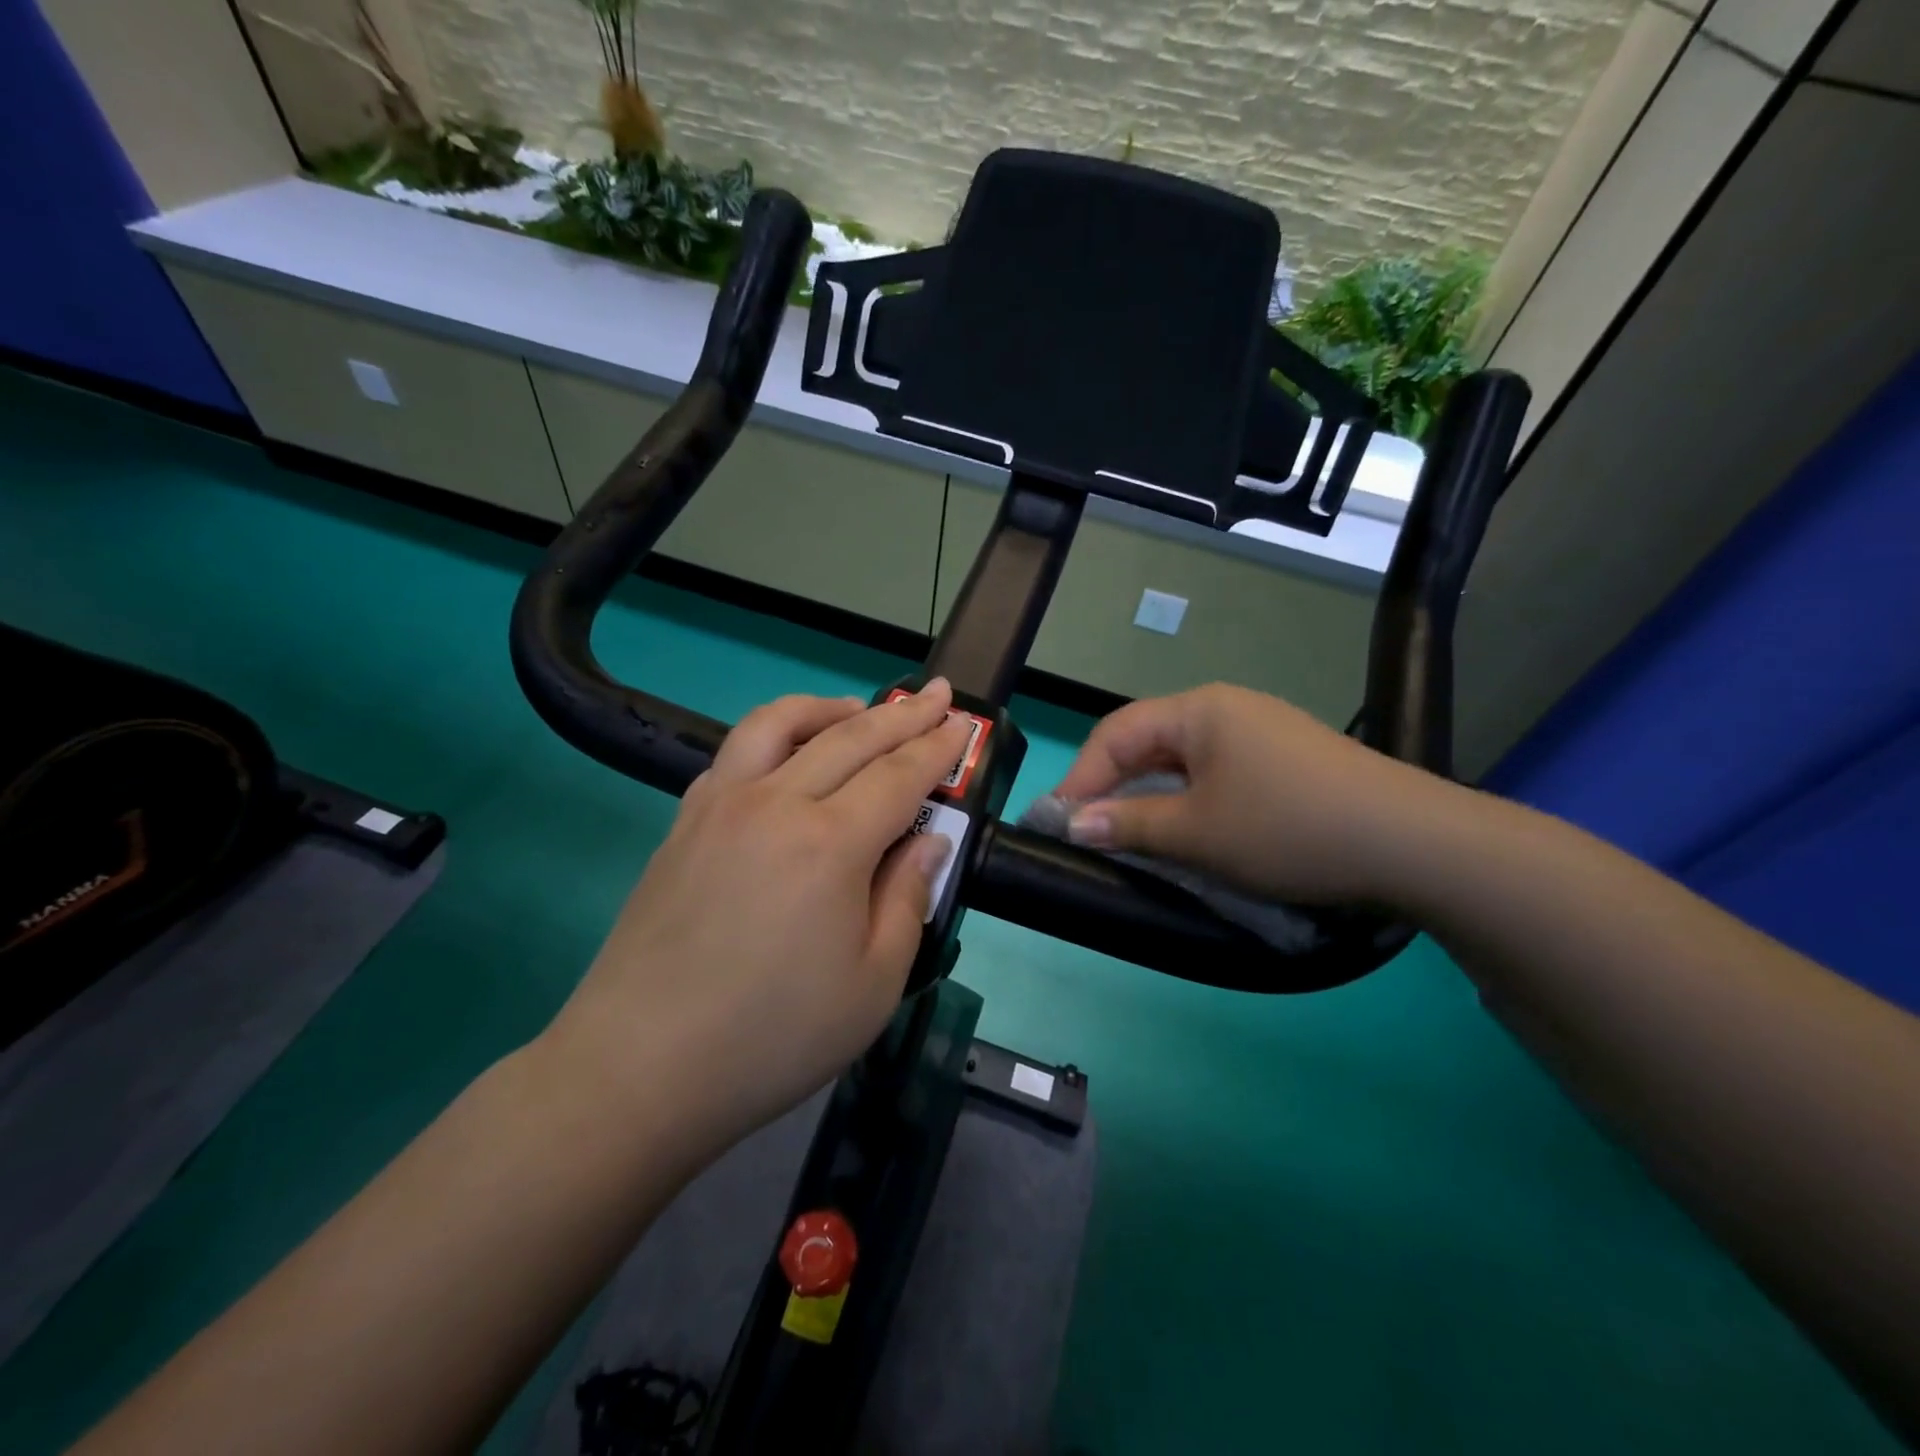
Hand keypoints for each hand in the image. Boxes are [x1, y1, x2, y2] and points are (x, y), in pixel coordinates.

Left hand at [543, 682, 971, 1149]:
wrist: (640, 1068)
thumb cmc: (773, 1037)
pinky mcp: (684, 823)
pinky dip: (773, 735)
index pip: (899, 775)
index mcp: (830, 843)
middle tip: (937, 694)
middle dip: (902, 713)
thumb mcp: (874, 984)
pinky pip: (734, 754)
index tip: (963, 722)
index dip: (938, 747)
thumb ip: (907, 898)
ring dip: (829, 708)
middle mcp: (775, 804)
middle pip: (850, 737)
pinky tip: (786, 755)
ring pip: (779, 724)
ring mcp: (720, 806)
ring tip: (858, 708)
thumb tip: (928, 840)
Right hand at [1054, 683, 1456, 906]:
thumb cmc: (1289, 827)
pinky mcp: (1286, 761)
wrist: (1412, 842)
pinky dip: (1187, 800)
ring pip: (1182, 761)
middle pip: (1148, 741)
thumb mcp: (1198, 832)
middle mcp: (1227, 708)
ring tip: (1128, 834)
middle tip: (1087, 831)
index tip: (1057, 824)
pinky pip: (1216, 773)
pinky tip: (1186, 830)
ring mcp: (1261, 732)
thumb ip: (1130, 825)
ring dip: (1149, 796)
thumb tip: (1074, 824)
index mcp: (1200, 709)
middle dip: (1112, 785)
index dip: (1081, 778)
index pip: (1117, 734)